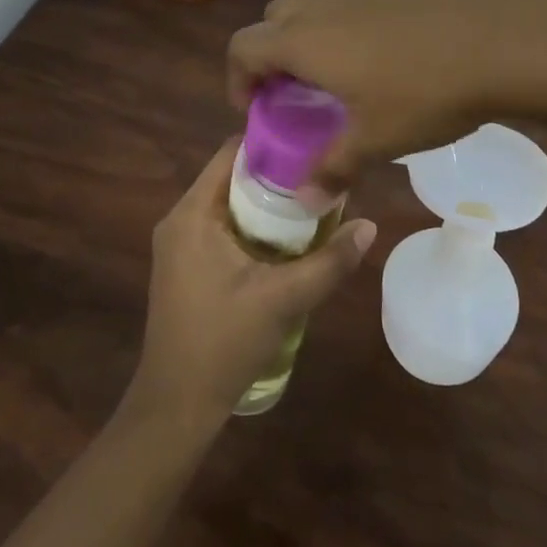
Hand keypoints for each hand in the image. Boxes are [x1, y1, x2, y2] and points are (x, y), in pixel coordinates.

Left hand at [128, 138, 377, 426]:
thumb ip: (329, 262)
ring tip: (310, 201)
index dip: (271, 143)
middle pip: (230, 176)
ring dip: (264, 202)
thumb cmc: (224, 342)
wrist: (177, 404)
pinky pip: (219, 226)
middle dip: (274, 175)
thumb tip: (370, 227)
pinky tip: (284, 238)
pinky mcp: (183, 265)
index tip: (311, 142)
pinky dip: (250, 224)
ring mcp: (178, 243)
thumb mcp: (284, 300)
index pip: (230, 153)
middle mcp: (179, 218)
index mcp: (192, 213)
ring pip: (226, 203)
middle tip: (319, 174)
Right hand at [226, 0, 546, 196]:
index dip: (239, 80)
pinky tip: (393, 46)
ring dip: (313, 33)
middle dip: (275, 55)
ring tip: (347, 69)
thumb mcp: (379, 139)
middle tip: (300, 92)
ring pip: (316, 2)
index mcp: (304, 37)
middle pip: (275, 20)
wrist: (510, 32)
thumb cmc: (430, 91)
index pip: (243, 48)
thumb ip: (333, 168)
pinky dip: (351, 18)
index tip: (258, 110)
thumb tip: (305, 201)